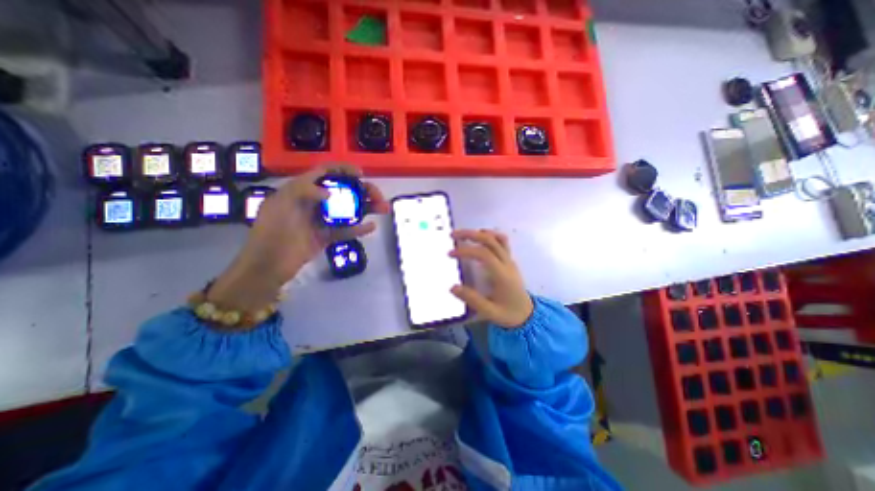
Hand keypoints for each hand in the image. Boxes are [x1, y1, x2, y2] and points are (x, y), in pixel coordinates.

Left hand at [208, 165, 386, 310]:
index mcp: (301, 190)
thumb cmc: (271, 231)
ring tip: (384, 209)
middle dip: (363, 191)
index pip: (325, 173)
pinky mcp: (327, 236)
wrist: (268, 266)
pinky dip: (359, 228)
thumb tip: (330, 192)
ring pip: (348, 210)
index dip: (344, 170)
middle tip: (378, 197)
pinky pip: (346, 230)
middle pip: (343, 191)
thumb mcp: (281, 204)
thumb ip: (303, 191)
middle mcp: (314, 202)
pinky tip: (372, 227)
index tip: (361, 174)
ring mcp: (322, 220)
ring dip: (367, 208)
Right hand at [452, 229, 532, 330]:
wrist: (527, 315)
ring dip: (479, 233)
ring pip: (497, 238)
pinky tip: (478, 238)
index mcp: (502, 275)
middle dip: (470, 234)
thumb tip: (453, 287)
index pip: (484, 254)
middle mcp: (507, 263)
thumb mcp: (490, 312)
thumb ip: (472, 300)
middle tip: (453, 235)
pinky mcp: (510, 260)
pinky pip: (502, 242)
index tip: (451, 254)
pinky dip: (490, 235)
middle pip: (490, 240)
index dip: (466, 250)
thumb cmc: (508, 314)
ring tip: (463, 234)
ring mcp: (510, 260)